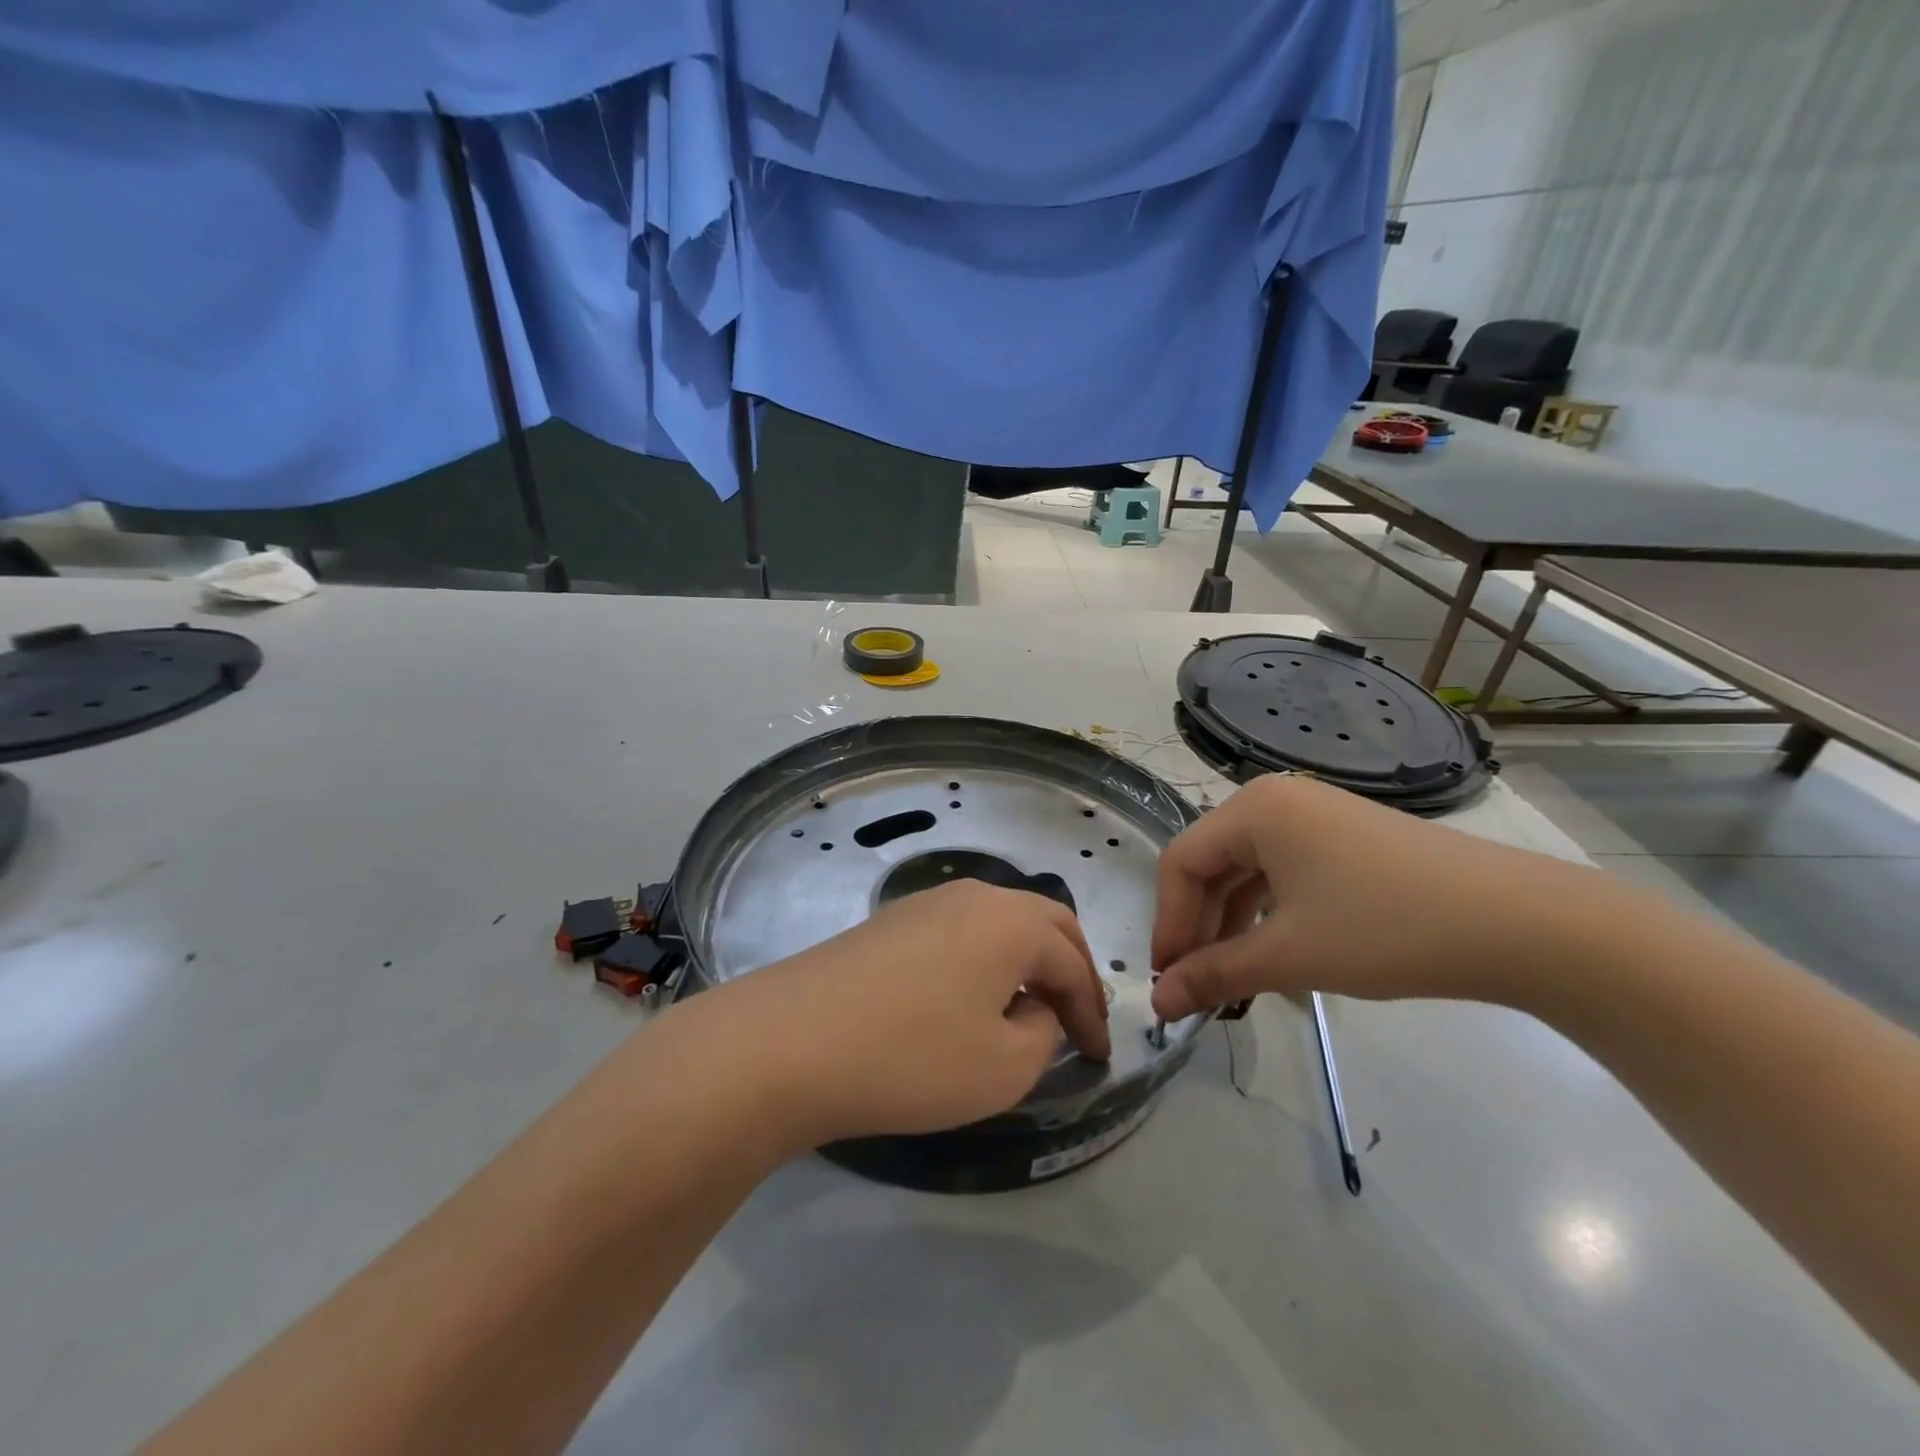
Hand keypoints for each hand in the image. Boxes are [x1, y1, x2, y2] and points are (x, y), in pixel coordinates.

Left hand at [697, 880, 1110, 1149]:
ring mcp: (927, 902)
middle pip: (1045, 922)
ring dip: (1026, 960)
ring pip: (1001, 922)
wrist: (789, 1041)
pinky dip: (985, 959)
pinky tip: (969, 998)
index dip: (1094, 1014)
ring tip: (1027, 1008)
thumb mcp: (1004, 1067)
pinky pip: (961, 932)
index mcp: (1013, 921)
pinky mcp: (891, 921)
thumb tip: (1035, 1009)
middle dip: (1070, 969)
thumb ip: (1043, 1034)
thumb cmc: (911, 1057)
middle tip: (1078, 1017)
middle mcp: (975, 896)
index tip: (1100, 1059)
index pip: (1074, 964)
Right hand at [1149, 774, 1616, 1019]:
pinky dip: (1267, 913)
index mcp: (1253, 810)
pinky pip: (1284, 872)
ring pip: (1247, 871)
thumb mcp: (1289, 955)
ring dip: (1231, 924)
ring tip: (1232, 979)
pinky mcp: (1346, 838)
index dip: (1167, 923)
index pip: (1181, 864)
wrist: (1521, 924)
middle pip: (1212, 864)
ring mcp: (1315, 815)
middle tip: (1196, 986)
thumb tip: (1158, 1002)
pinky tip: (1273, 951)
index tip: (1168, 981)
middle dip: (1198, 927)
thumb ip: (1214, 975)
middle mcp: (1276, 799)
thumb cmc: (1386, 929)